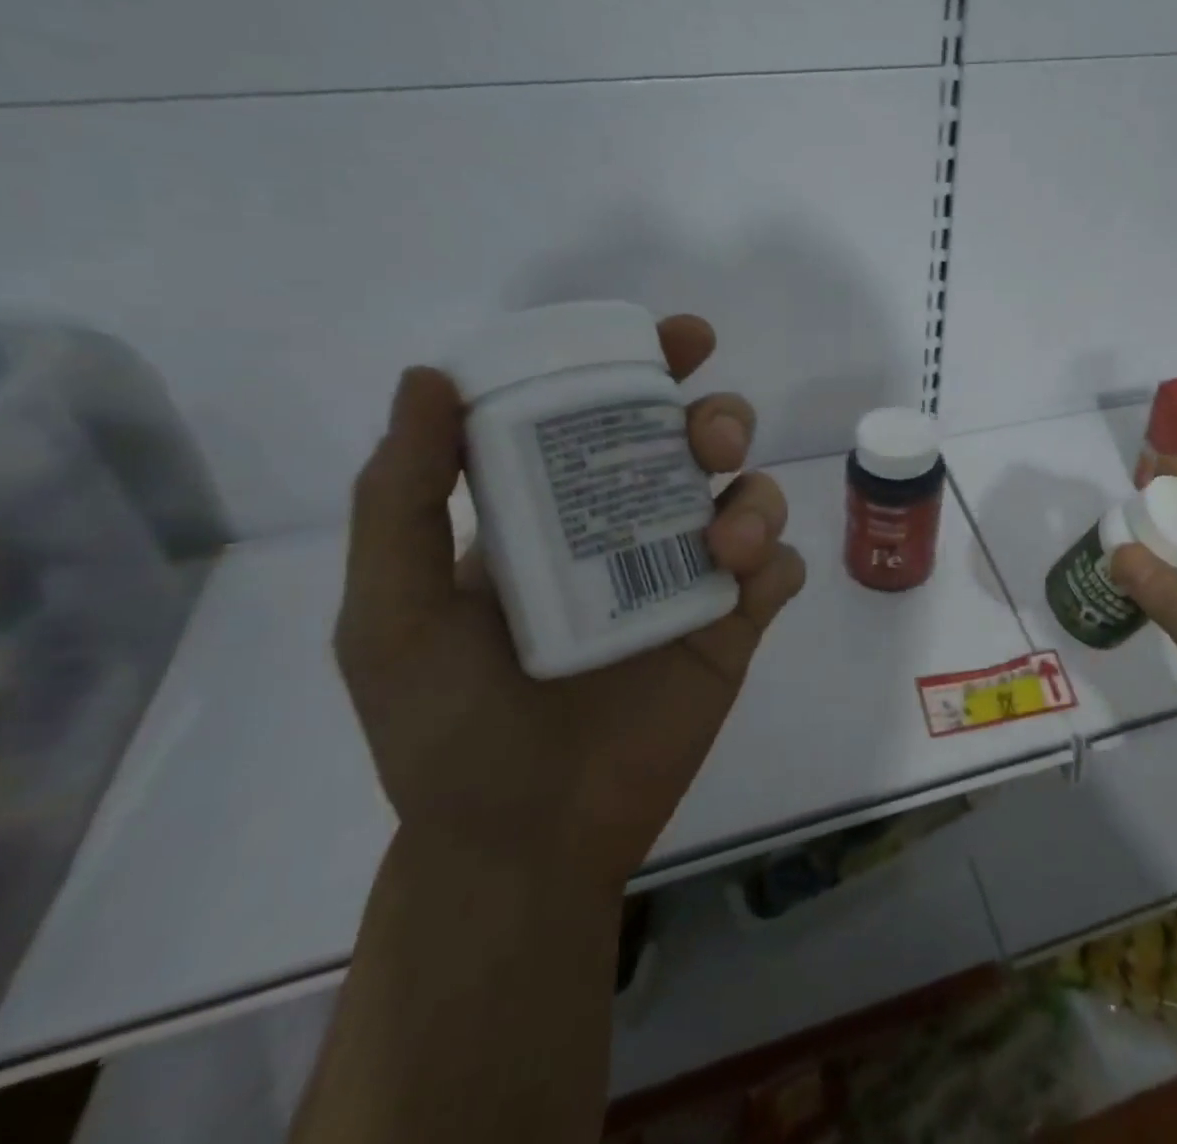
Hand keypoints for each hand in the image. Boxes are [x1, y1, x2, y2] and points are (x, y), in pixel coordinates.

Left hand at [334, 315, 805, 888]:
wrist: (522, 839)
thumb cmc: (447, 727)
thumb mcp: (394, 611)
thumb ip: (401, 497)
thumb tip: (431, 376)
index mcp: (564, 510)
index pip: (616, 413)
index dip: (655, 364)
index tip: (685, 338)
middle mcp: (637, 528)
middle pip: (704, 443)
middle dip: (722, 420)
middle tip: (710, 442)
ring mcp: (693, 577)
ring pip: (755, 497)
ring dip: (756, 497)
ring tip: (724, 541)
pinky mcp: (736, 628)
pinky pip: (782, 572)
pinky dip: (777, 562)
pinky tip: (747, 584)